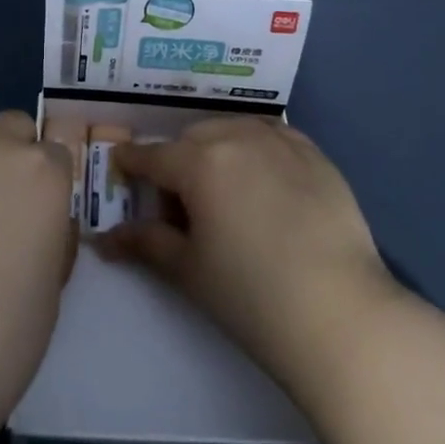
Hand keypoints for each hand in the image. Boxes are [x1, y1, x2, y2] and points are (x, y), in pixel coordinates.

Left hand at [0, 110, 76, 422]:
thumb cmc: (2, 336)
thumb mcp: (53, 284)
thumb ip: (54, 234)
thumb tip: (44, 220)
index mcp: (46, 173)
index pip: (58, 152)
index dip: (52, 183)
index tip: (43, 211)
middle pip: (15, 127)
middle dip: (17, 155)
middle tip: (6, 204)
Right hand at [98, 116, 400, 404]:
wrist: (340, 313)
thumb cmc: (250, 295)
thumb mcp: (188, 269)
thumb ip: (146, 243)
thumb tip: (104, 239)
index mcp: (199, 162)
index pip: (153, 156)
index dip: (132, 162)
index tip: (121, 166)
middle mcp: (238, 137)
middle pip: (193, 140)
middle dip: (179, 163)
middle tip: (183, 207)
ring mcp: (282, 142)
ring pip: (234, 130)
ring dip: (219, 150)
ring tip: (226, 191)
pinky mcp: (316, 155)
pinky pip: (274, 136)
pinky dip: (258, 149)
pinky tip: (264, 180)